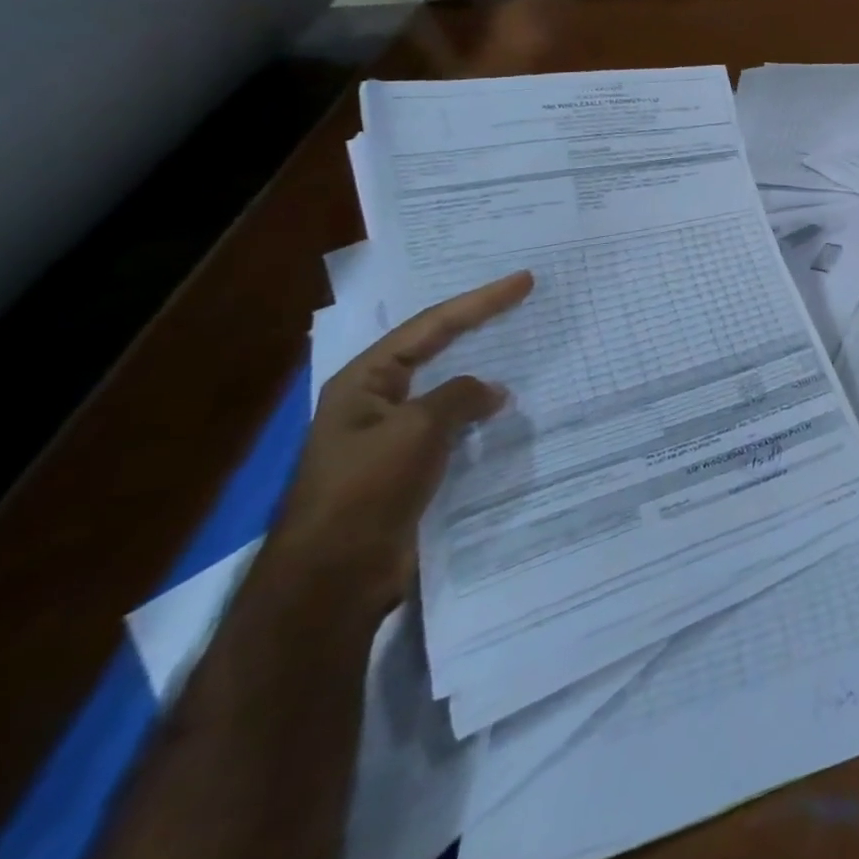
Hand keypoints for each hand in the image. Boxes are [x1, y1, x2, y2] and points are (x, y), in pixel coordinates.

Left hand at [266, 271, 534, 620]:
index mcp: (365, 381)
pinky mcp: (409, 467)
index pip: (432, 326)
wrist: (334, 577)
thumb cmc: (367, 489)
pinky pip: (454, 425)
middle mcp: (376, 401)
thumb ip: (461, 396)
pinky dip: (481, 413)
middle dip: (479, 325)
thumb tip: (494, 391)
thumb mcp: (418, 428)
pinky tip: (508, 411)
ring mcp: (392, 435)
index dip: (481, 301)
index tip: (524, 281)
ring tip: (524, 351)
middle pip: (436, 349)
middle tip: (522, 302)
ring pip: (448, 389)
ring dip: (484, 371)